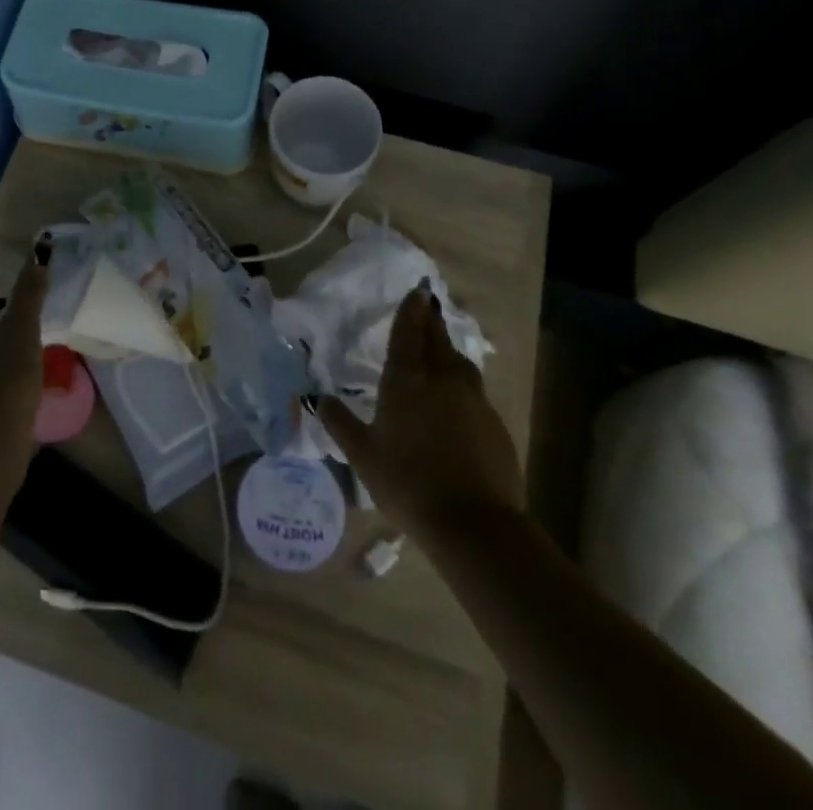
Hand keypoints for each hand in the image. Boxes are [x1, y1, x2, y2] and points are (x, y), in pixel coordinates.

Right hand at [318, 280, 522, 536]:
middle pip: (436, 338)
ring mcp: (473, 398)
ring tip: (440, 346)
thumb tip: (318, 399)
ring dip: (447, 347)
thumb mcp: (363, 455)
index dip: (411, 310)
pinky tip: (457, 397)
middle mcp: (441, 377)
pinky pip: (473, 389)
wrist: (474, 522)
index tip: (417, 290)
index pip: (408, 332)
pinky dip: (462, 381)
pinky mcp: (493, 421)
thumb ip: (340, 423)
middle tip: (428, 303)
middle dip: (430, 319)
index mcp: (406, 378)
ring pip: (458, 361)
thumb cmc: (408, 483)